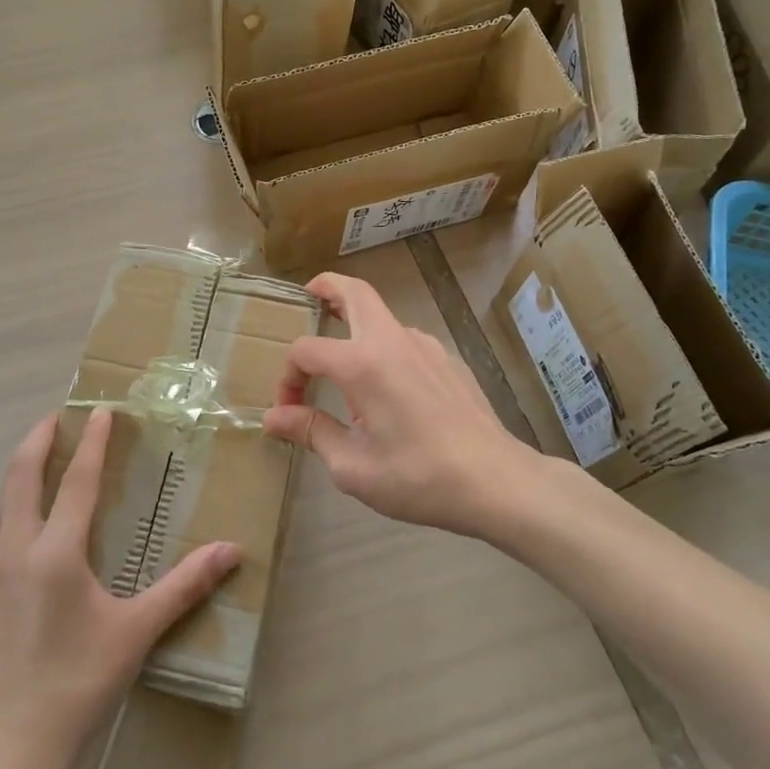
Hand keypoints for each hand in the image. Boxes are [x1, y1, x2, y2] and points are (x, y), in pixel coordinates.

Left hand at [0, 408, 241, 768]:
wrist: (6, 751)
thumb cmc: (79, 684)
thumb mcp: (136, 632)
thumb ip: (184, 586)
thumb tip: (232, 551)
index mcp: (55, 554)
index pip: (78, 480)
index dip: (92, 441)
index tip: (99, 410)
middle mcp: (9, 551)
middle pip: (20, 475)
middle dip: (38, 438)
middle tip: (55, 417)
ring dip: (19, 486)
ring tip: (40, 479)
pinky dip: (3, 534)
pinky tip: (17, 556)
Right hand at [261, 272, 545, 536]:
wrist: (495, 481)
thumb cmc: (417, 476)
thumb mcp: (352, 465)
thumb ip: (311, 431)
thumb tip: (274, 417)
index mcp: (362, 363)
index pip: (307, 350)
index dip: (288, 376)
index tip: (289, 410)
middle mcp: (393, 341)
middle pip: (355, 292)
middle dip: (327, 287)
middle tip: (310, 296)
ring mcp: (426, 346)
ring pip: (382, 317)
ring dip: (356, 323)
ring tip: (343, 360)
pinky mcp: (448, 361)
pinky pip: (406, 342)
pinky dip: (384, 348)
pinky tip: (387, 389)